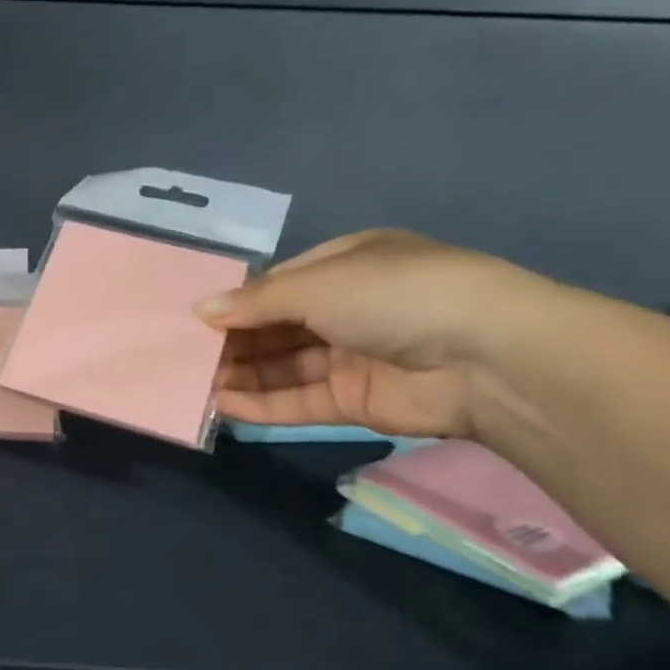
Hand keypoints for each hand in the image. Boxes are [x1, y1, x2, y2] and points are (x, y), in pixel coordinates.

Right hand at [197, 229, 556, 438]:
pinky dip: (262, 404)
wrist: (484, 357)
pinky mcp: (354, 402)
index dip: (237, 302)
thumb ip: (256, 302)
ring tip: (194, 384)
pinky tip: (222, 404)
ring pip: (283, 366)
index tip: (194, 319)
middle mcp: (346, 309)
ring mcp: (351, 357)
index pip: (278, 285)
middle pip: (276, 328)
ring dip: (241, 374)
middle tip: (185, 356)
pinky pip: (298, 400)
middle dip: (234, 341)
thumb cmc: (394, 295)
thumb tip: (201, 309)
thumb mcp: (318, 284)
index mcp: (345, 265)